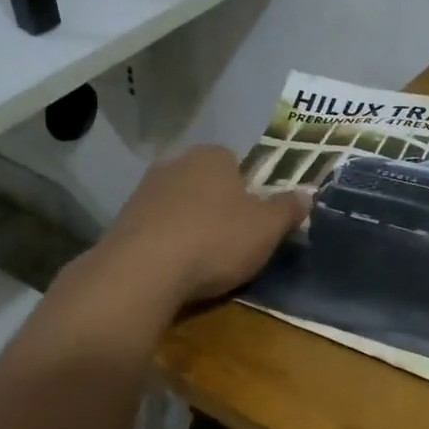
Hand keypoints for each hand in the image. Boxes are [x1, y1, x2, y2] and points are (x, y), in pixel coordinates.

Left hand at [97, 145, 309, 310]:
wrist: (142, 272)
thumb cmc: (216, 240)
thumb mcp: (267, 228)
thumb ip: (288, 209)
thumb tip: (308, 193)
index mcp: (211, 156)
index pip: (235, 162)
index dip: (249, 189)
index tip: (255, 218)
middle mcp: (174, 164)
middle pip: (205, 183)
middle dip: (218, 206)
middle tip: (233, 240)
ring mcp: (143, 191)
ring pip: (179, 205)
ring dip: (190, 225)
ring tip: (203, 260)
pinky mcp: (121, 222)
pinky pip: (155, 229)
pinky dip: (166, 244)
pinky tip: (174, 269)